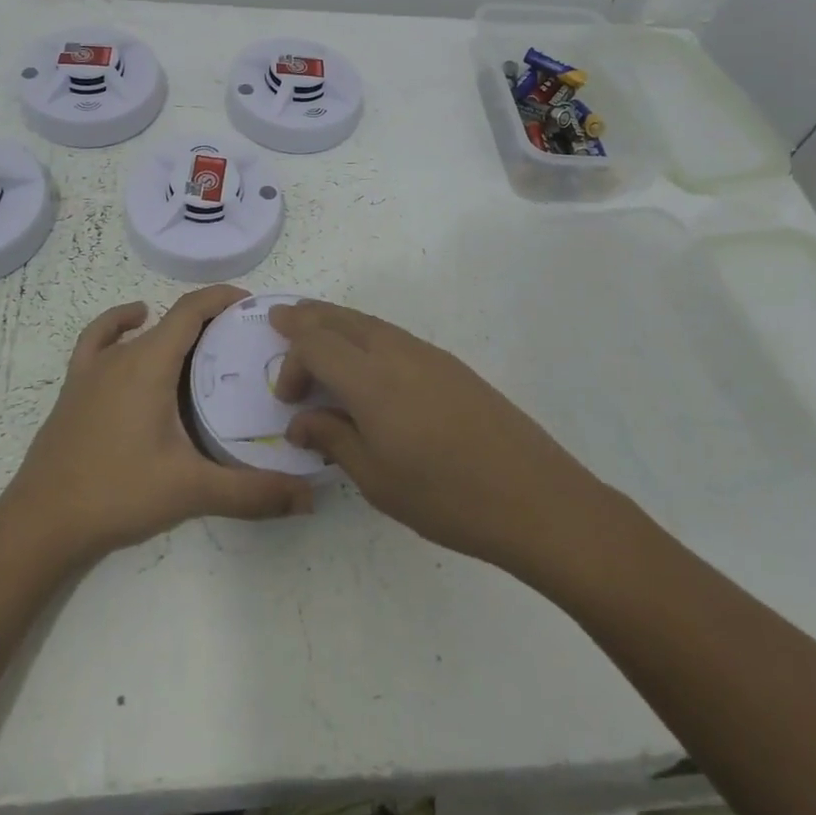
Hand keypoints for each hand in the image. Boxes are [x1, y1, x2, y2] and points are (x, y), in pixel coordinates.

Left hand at [0, 286, 313, 563]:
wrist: (42, 522)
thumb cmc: (118, 493)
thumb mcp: (191, 490)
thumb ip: (252, 492)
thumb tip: (309, 498)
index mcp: (150, 363)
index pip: (191, 310)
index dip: (222, 298)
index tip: (253, 304)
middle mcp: (122, 355)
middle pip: (171, 320)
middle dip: (209, 320)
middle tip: (243, 340)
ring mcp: (93, 370)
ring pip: (140, 331)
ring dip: (171, 327)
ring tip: (201, 343)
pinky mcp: (75, 387)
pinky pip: (98, 340)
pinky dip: (118, 325)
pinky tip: (132, 326)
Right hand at [270, 300, 612, 577]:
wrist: (533, 497)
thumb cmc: (445, 497)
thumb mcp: (376, 478)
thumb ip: (333, 439)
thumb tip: (302, 422)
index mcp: (371, 379)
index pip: (316, 343)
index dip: (292, 358)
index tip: (286, 394)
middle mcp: (396, 352)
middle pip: (341, 319)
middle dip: (307, 317)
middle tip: (281, 318)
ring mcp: (427, 354)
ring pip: (369, 322)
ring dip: (337, 322)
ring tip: (317, 332)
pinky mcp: (449, 365)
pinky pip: (393, 335)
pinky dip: (365, 334)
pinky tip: (366, 360)